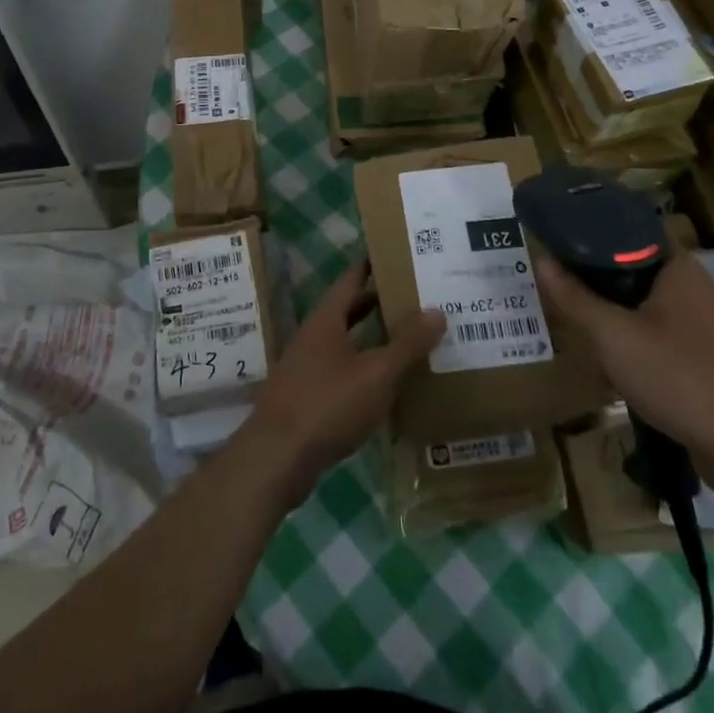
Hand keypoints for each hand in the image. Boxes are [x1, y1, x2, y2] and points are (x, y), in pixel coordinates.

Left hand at [239, 261, 445, 508]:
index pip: (351, 279)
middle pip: (349, 310)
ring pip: (347, 342)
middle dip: (380, 302)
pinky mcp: (308, 398)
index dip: (373, 265)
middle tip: (418, 297)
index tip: (399, 254)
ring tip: (412, 338)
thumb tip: (437, 310)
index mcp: (326, 319)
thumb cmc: (326, 404)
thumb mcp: (376, 374)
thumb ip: (407, 344)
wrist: (276, 458)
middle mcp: (314, 336)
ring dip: (375, 339)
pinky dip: (366, 370)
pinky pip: (343, 372)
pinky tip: (389, 384)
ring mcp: (308, 367)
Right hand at [536, 252, 713, 488]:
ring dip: (616, 311)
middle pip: (636, 268)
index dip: (593, 231)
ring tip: (578, 320)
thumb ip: (575, 298)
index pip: (631, 229)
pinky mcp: (713, 360)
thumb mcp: (613, 336)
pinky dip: (637, 338)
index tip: (559, 241)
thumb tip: (541, 259)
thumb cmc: (680, 378)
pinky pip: (664, 335)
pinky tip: (615, 360)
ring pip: (649, 305)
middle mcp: (698, 288)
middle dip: (597, 277)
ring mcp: (710, 326)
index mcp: (680, 268)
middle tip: (559, 283)